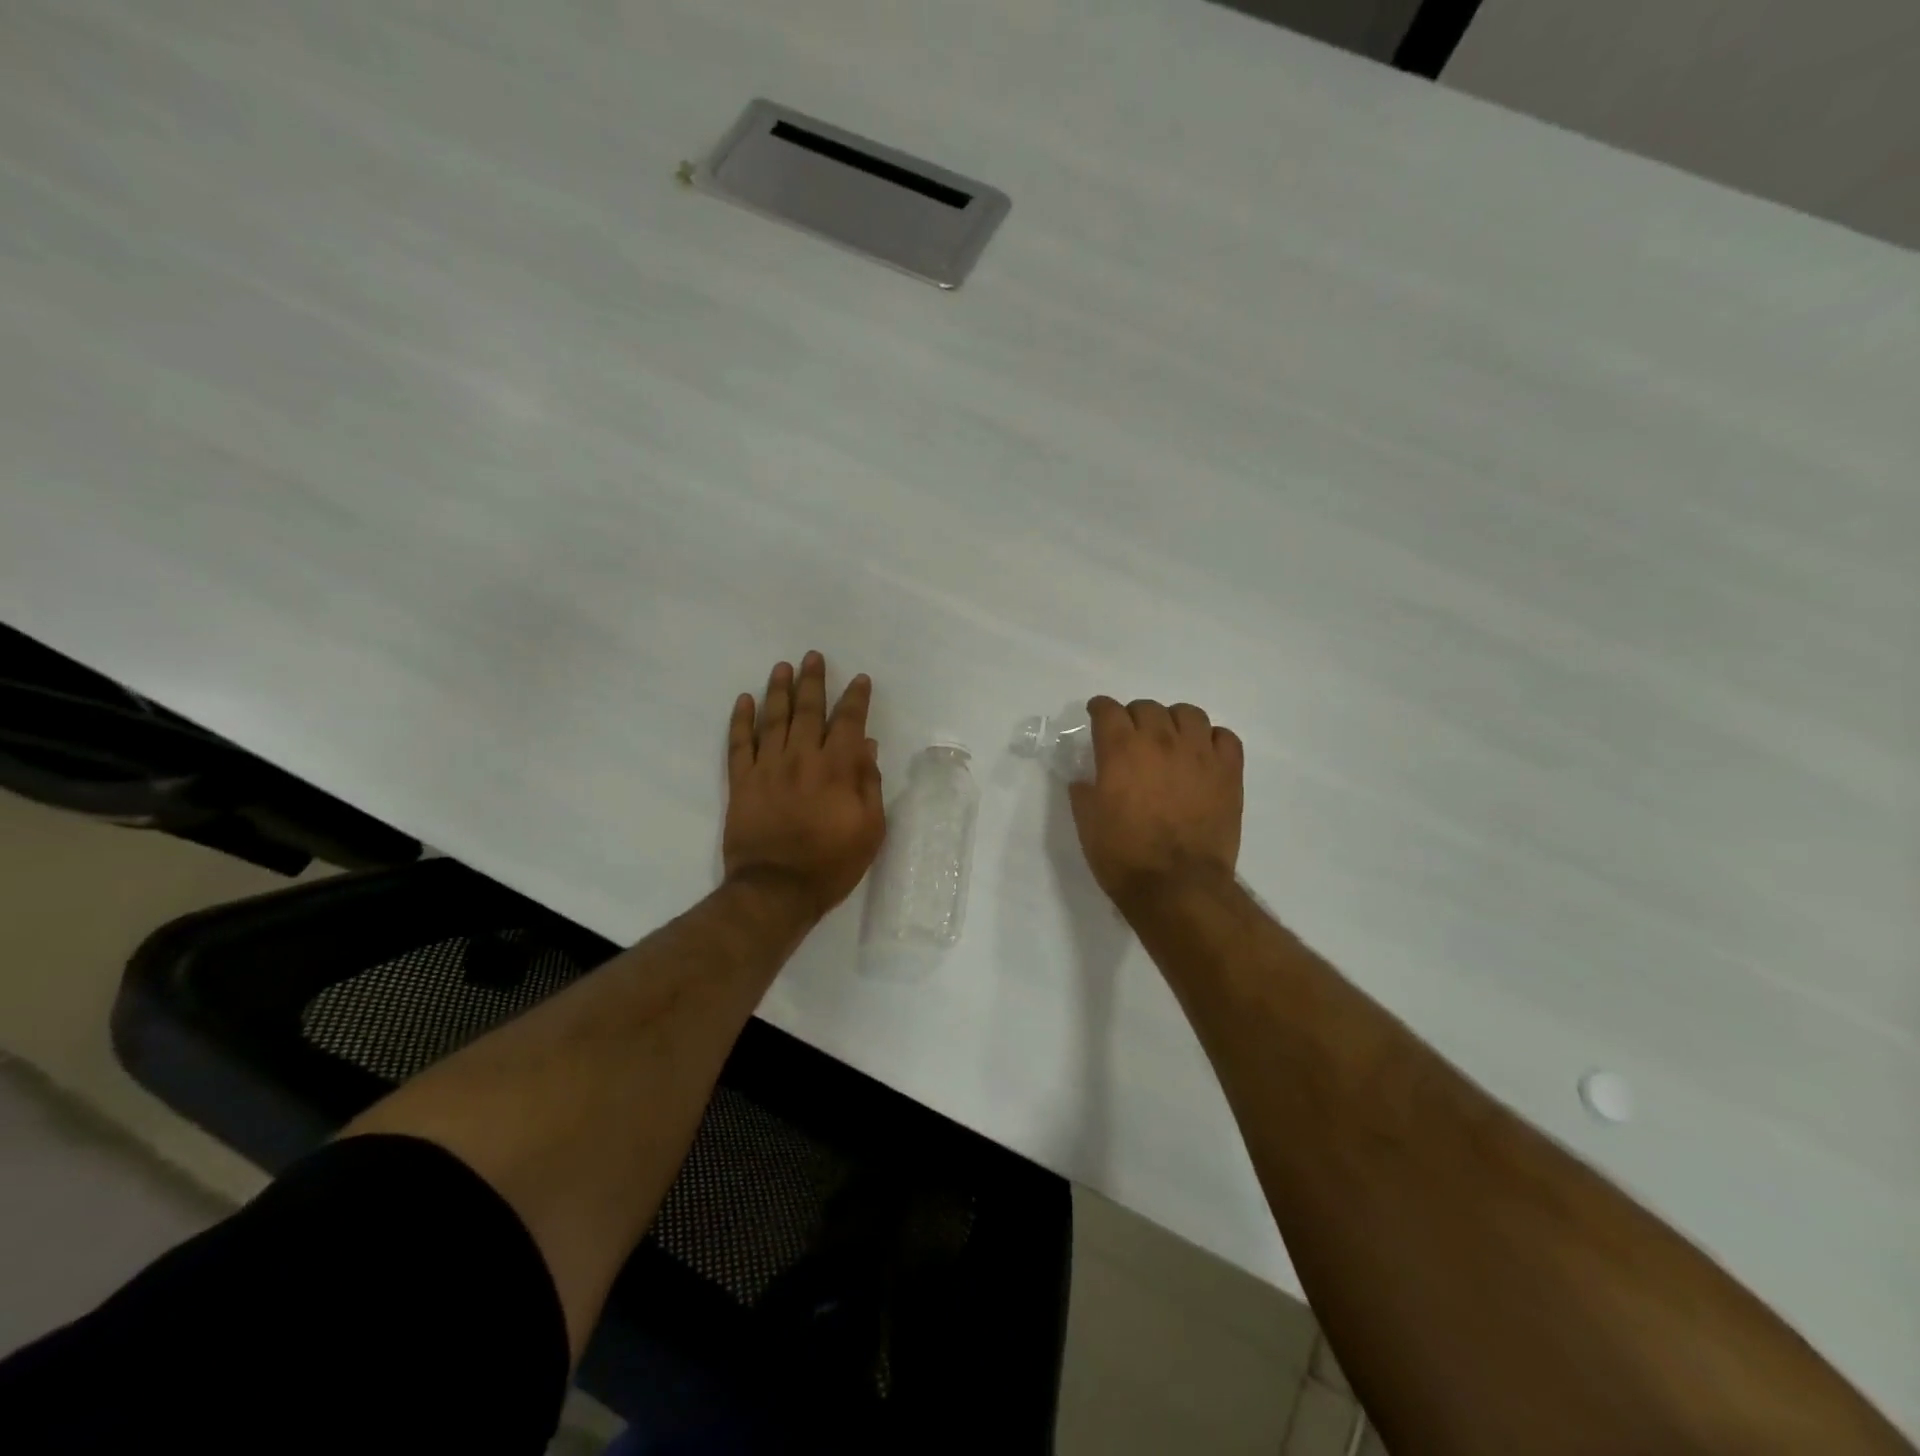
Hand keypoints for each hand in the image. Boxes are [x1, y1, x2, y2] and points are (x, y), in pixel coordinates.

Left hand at [724, 652, 885, 919]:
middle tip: (813, 657)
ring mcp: (767, 767)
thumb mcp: (869, 829)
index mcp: (836, 768)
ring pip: (773, 719)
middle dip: (813, 681)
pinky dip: (741, 720)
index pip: (848, 722)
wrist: (776, 890)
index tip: (859, 679)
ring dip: (779, 690)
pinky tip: (744, 700)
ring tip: (782, 667)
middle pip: (808, 710)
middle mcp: (801, 758)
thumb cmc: (831, 863)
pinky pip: (739, 743)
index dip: (855, 698)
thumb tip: (866, 745)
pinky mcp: (741, 782)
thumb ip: (869, 783)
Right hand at [1069, 697, 1243, 911]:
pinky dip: (1211, 739)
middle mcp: (1160, 741)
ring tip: (1170, 740)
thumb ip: (1084, 792)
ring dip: (1174, 721)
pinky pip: (1225, 737)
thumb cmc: (1124, 856)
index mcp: (1121, 750)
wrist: (1177, 886)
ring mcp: (1199, 754)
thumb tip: (1085, 778)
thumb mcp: (1087, 824)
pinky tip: (1202, 755)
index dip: (1100, 709)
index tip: (1097, 714)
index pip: (1108, 710)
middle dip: (1134, 716)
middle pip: (1147, 707)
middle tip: (1132, 736)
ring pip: (1188, 714)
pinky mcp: (1229, 772)